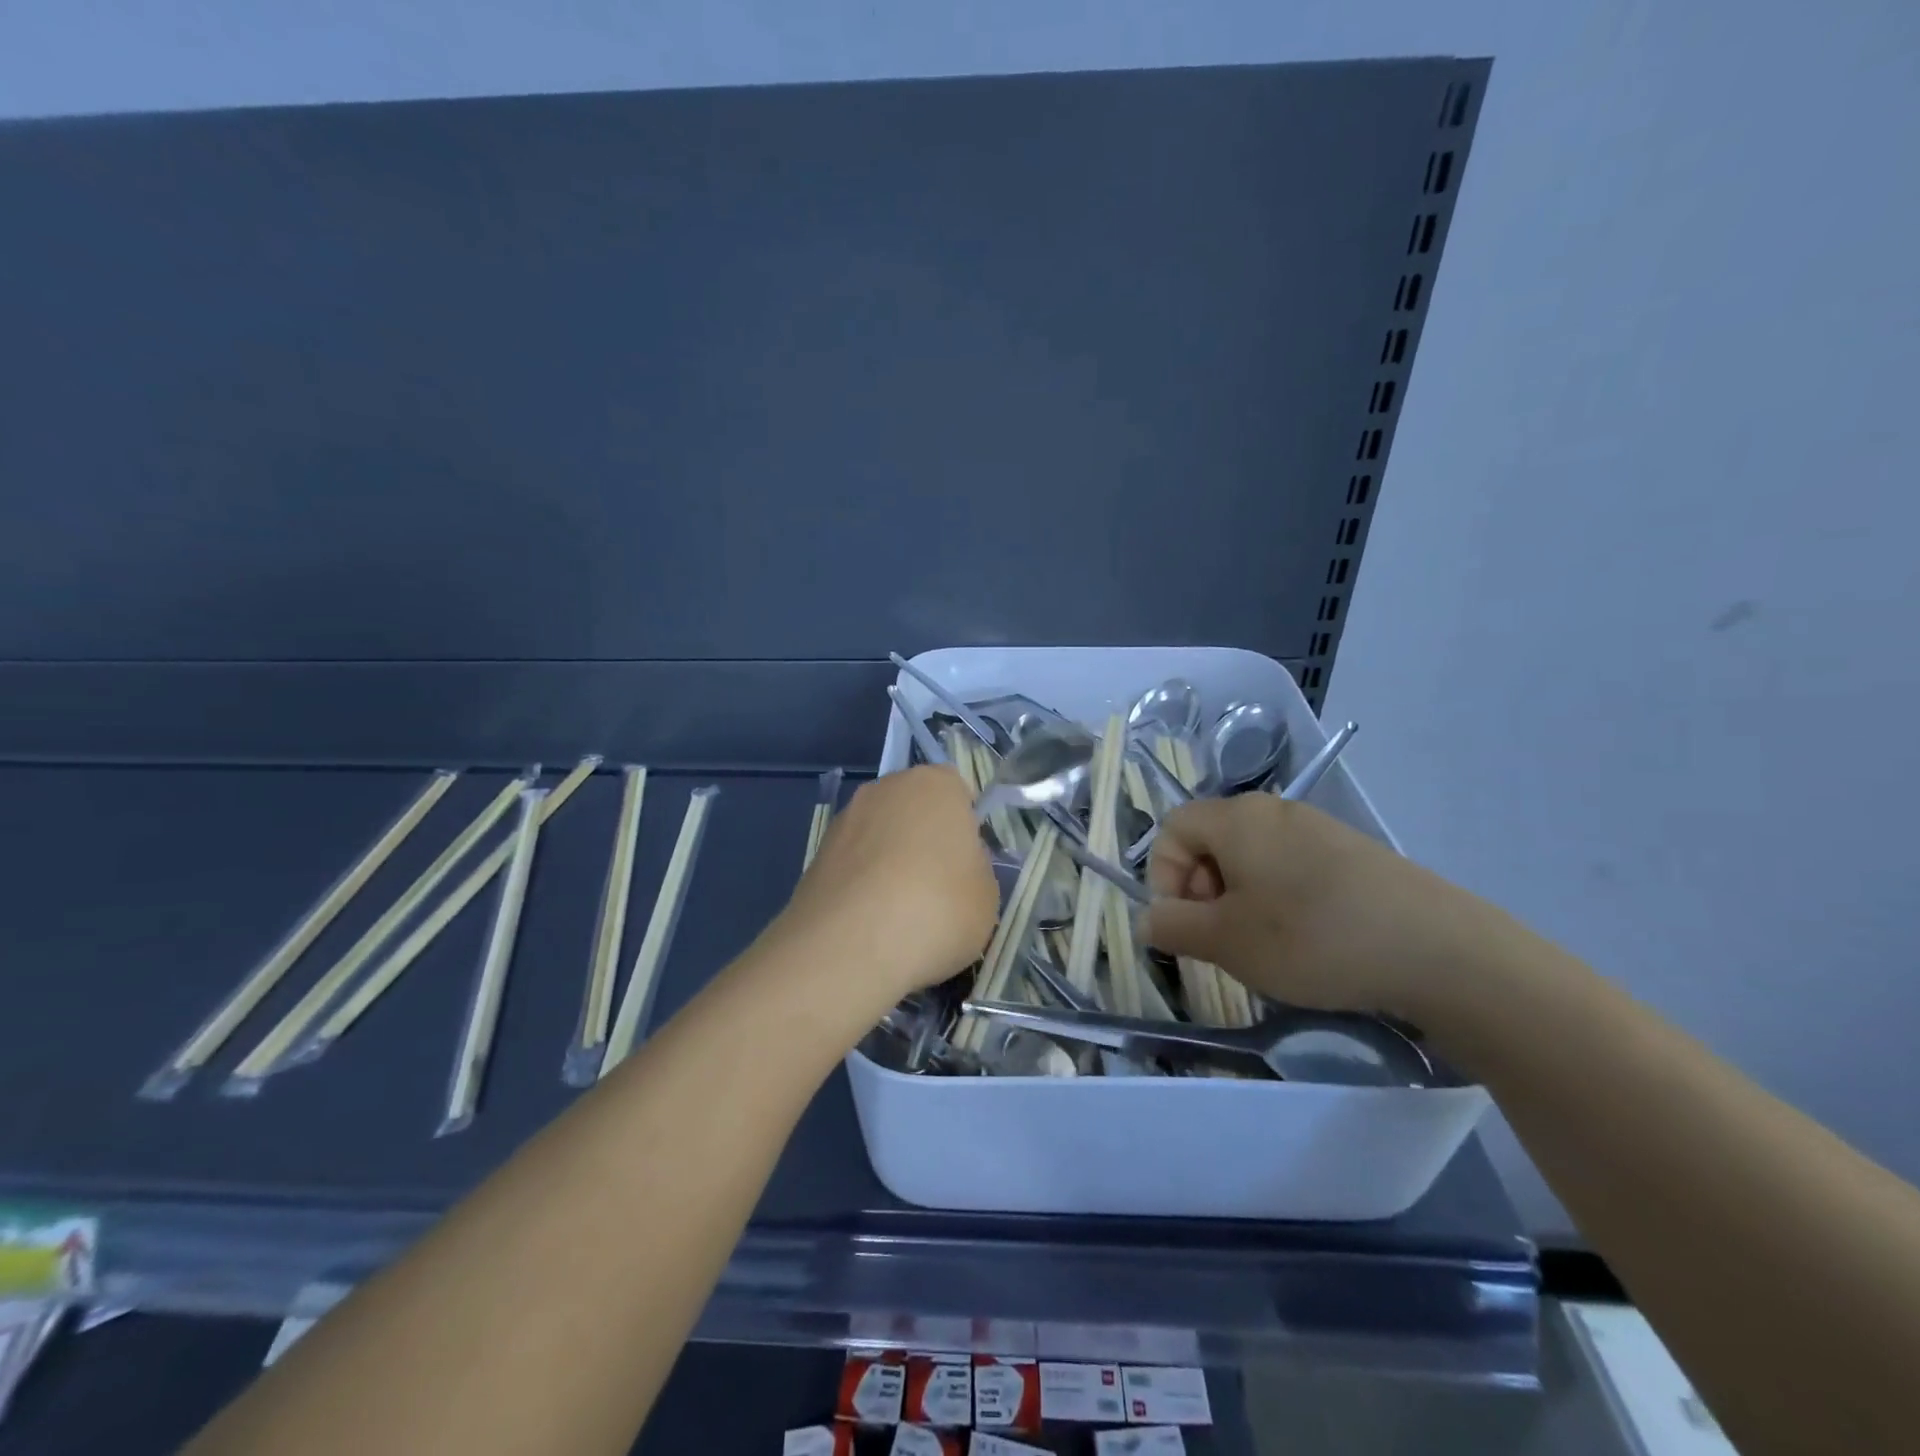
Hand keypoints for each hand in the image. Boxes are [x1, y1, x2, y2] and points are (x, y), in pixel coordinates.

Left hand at [775, 765, 999, 1004]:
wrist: (849, 946)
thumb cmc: (937, 909)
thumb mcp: (987, 896)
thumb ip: (974, 870)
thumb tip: (953, 869)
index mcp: (936, 784)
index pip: (957, 791)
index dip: (964, 827)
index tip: (967, 864)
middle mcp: (886, 788)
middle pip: (914, 809)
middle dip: (924, 840)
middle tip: (937, 889)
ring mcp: (845, 819)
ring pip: (880, 836)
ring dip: (889, 863)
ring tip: (900, 915)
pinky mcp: (816, 854)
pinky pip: (853, 864)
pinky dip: (862, 885)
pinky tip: (870, 923)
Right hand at [1142, 795, 1501, 1020]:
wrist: (1439, 950)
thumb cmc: (1312, 938)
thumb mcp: (1227, 942)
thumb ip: (1173, 927)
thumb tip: (1148, 919)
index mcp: (1237, 819)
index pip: (1172, 829)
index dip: (1164, 877)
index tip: (1187, 924)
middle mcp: (1274, 811)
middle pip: (1211, 841)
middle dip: (1202, 891)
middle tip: (1224, 939)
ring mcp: (1318, 828)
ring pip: (1252, 858)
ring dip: (1240, 900)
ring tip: (1265, 945)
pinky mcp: (1352, 852)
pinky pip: (1292, 867)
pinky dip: (1280, 899)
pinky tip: (1308, 940)